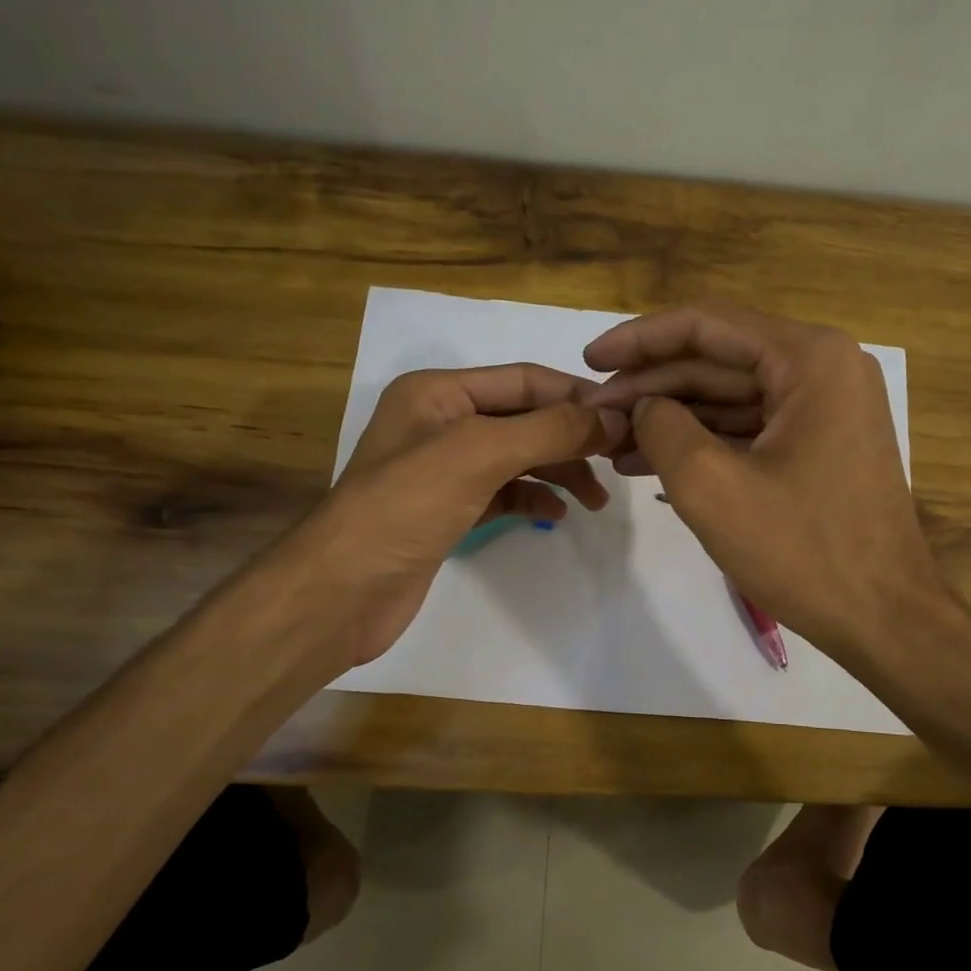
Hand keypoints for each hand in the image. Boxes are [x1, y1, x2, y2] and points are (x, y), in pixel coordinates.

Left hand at [291, 364, 624, 668]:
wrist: (344, 590)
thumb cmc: (407, 506)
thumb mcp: (481, 453)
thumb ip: (550, 429)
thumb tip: (614, 416)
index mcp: (439, 391)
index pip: (524, 379)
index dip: (576, 396)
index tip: (627, 418)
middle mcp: (440, 422)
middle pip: (524, 418)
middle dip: (571, 438)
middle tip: (619, 462)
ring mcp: (443, 469)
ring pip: (517, 458)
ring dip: (559, 472)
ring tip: (596, 500)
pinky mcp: (447, 510)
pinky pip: (503, 492)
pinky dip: (532, 498)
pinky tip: (556, 514)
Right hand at [583, 303, 938, 659]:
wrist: (884, 619)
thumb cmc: (802, 551)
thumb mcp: (711, 486)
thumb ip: (661, 428)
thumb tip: (642, 406)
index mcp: (810, 358)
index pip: (706, 326)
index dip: (639, 340)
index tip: (588, 359)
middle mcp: (825, 368)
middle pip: (718, 360)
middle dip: (651, 387)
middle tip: (594, 414)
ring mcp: (826, 408)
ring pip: (730, 397)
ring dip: (671, 418)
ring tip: (611, 444)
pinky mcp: (821, 445)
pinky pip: (750, 429)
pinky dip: (703, 443)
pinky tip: (651, 463)